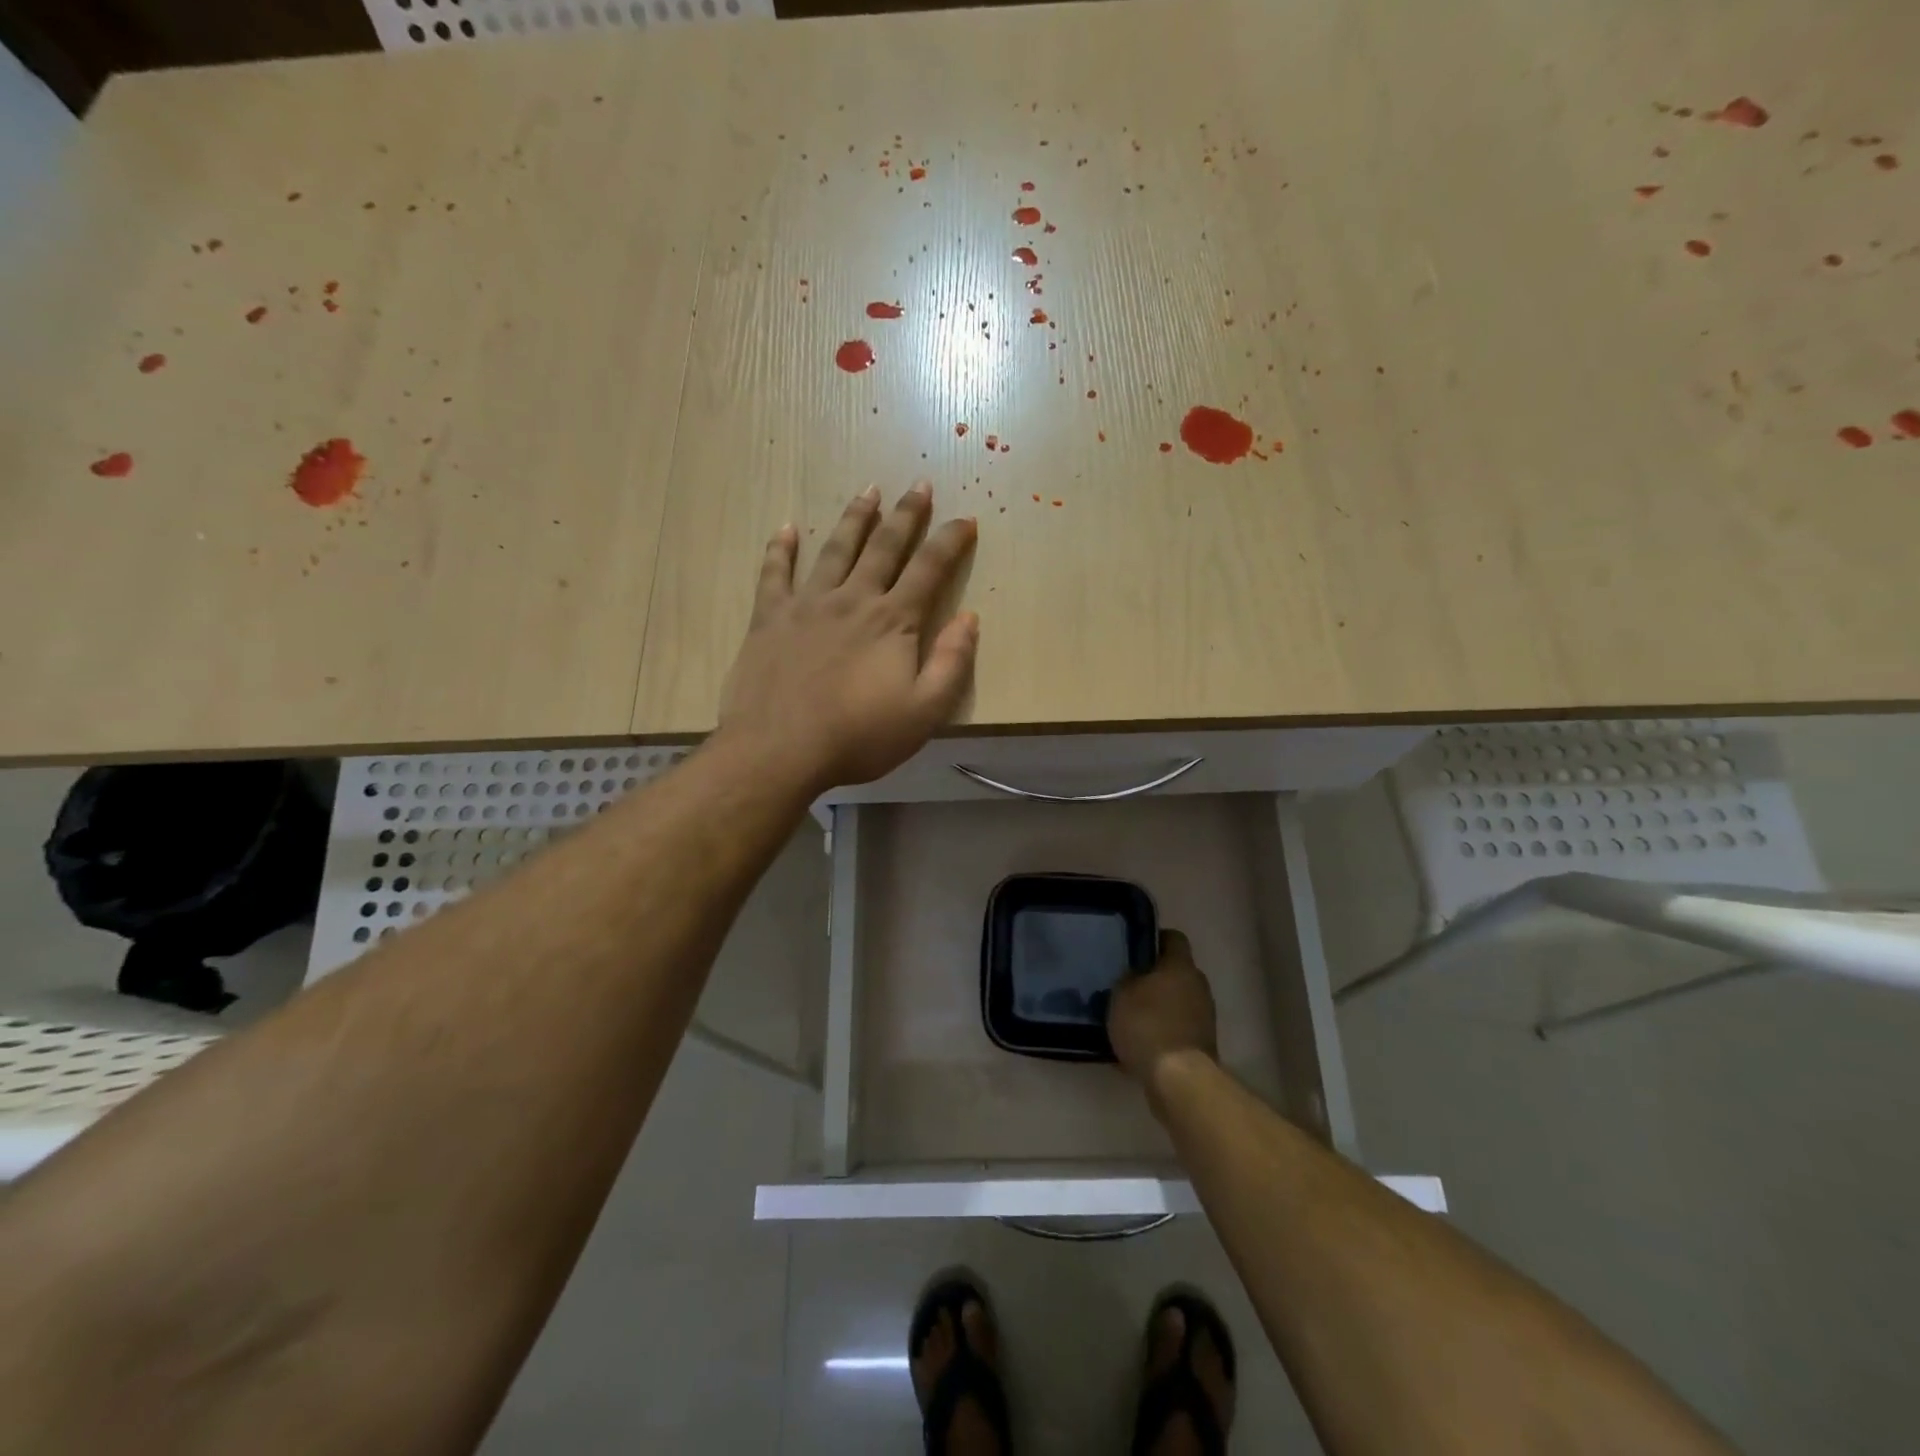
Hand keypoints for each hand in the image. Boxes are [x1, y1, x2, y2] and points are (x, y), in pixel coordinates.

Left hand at [717, 482, 978, 794]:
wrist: (779, 749)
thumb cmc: (858, 736)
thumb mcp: (924, 712)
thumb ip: (952, 663)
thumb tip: (970, 618)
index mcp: (892, 621)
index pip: (929, 569)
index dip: (950, 541)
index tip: (965, 518)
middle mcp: (853, 599)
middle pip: (884, 547)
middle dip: (906, 514)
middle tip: (919, 485)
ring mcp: (807, 605)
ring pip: (835, 550)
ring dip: (854, 518)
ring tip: (868, 491)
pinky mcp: (770, 618)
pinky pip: (774, 573)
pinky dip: (780, 549)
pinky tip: (785, 529)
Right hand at [1108, 930, 1218, 1099]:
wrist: (1178, 1078)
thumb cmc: (1147, 1025)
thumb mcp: (1121, 994)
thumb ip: (1127, 979)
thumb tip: (1133, 976)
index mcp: (1181, 965)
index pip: (1173, 938)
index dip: (1154, 939)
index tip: (1134, 949)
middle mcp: (1198, 985)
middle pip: (1176, 971)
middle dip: (1154, 976)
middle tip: (1127, 983)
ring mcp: (1204, 1015)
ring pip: (1178, 1000)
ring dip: (1160, 1005)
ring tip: (1131, 1015)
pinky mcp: (1202, 1043)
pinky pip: (1178, 1026)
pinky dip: (1163, 1030)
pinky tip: (1141, 1041)